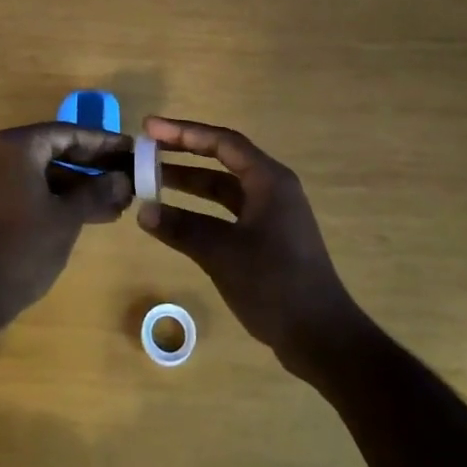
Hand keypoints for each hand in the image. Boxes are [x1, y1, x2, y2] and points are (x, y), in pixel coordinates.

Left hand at [0, 122, 132, 322]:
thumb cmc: (25, 246)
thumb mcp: (68, 216)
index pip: (69, 133)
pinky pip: (34, 187)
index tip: (131, 147)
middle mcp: (2, 152)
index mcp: (18, 145)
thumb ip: (98, 191)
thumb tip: (124, 179)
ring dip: (82, 186)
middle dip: (95, 165)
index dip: (103, 141)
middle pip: (58, 150)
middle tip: (128, 173)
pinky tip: (95, 213)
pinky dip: (61, 197)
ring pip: (47, 172)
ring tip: (120, 201)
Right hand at [136, 117, 363, 376]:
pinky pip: (227, 210)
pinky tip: (175, 218)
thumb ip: (182, 229)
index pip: (222, 141)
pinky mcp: (267, 237)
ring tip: (151, 180)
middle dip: (183, 152)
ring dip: (189, 183)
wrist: (321, 337)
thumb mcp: (223, 253)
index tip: (149, 128)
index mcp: (268, 180)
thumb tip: (144, 212)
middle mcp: (271, 188)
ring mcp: (270, 213)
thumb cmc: (275, 284)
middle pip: (222, 158)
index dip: (183, 132)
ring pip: (223, 187)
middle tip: (146, 149)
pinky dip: (200, 210)